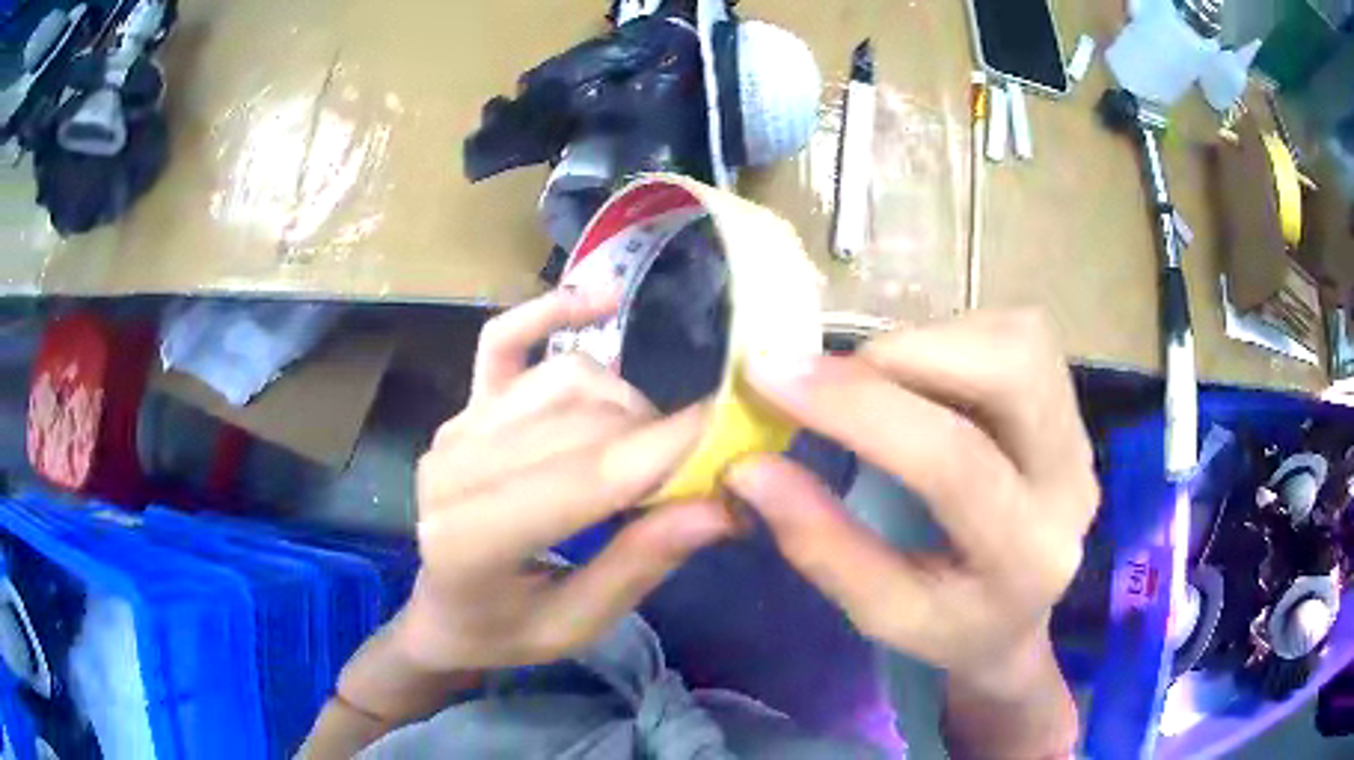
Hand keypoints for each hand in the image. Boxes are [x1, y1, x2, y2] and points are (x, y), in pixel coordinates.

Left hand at [396, 288, 735, 671]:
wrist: (442, 611)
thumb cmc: (505, 631)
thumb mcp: (576, 626)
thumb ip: (639, 565)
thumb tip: (722, 508)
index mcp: (470, 540)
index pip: (583, 479)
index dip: (665, 451)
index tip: (736, 433)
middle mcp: (452, 468)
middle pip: (580, 421)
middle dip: (657, 437)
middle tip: (705, 468)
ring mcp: (455, 427)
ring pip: (563, 379)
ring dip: (626, 403)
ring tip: (649, 449)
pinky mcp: (463, 406)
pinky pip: (504, 338)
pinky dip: (551, 311)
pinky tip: (600, 300)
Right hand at [725, 311, 1097, 681]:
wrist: (1018, 617)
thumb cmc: (949, 625)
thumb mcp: (879, 612)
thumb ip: (820, 543)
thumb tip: (748, 466)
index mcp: (1025, 557)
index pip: (953, 462)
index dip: (859, 408)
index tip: (771, 374)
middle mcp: (1070, 483)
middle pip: (1011, 368)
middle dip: (908, 354)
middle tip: (835, 379)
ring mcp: (1081, 435)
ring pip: (1018, 338)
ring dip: (931, 342)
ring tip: (880, 385)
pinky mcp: (1071, 404)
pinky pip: (1016, 334)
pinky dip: (953, 339)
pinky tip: (926, 382)